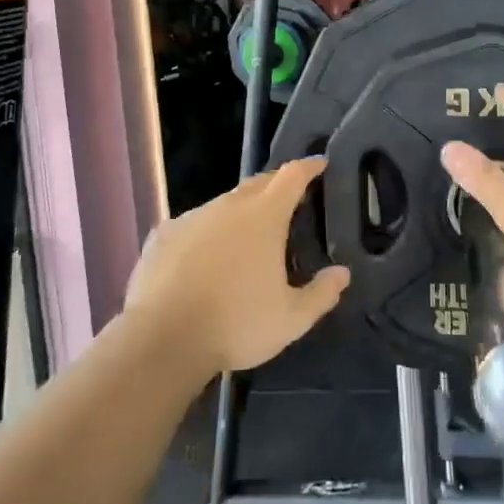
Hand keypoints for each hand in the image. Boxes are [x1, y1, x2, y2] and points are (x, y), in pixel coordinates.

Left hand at [125, 158, 348, 375]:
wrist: (161, 339)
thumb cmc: (236, 324)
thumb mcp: (291, 319)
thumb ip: (321, 294)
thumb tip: (342, 274)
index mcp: (264, 216)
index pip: (292, 176)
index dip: (308, 168)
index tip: (319, 165)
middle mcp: (228, 206)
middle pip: (258, 183)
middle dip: (276, 186)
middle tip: (289, 199)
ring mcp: (191, 217)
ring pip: (223, 204)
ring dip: (239, 212)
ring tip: (246, 236)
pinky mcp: (163, 235)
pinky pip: (192, 225)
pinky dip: (206, 233)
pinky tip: (203, 258)